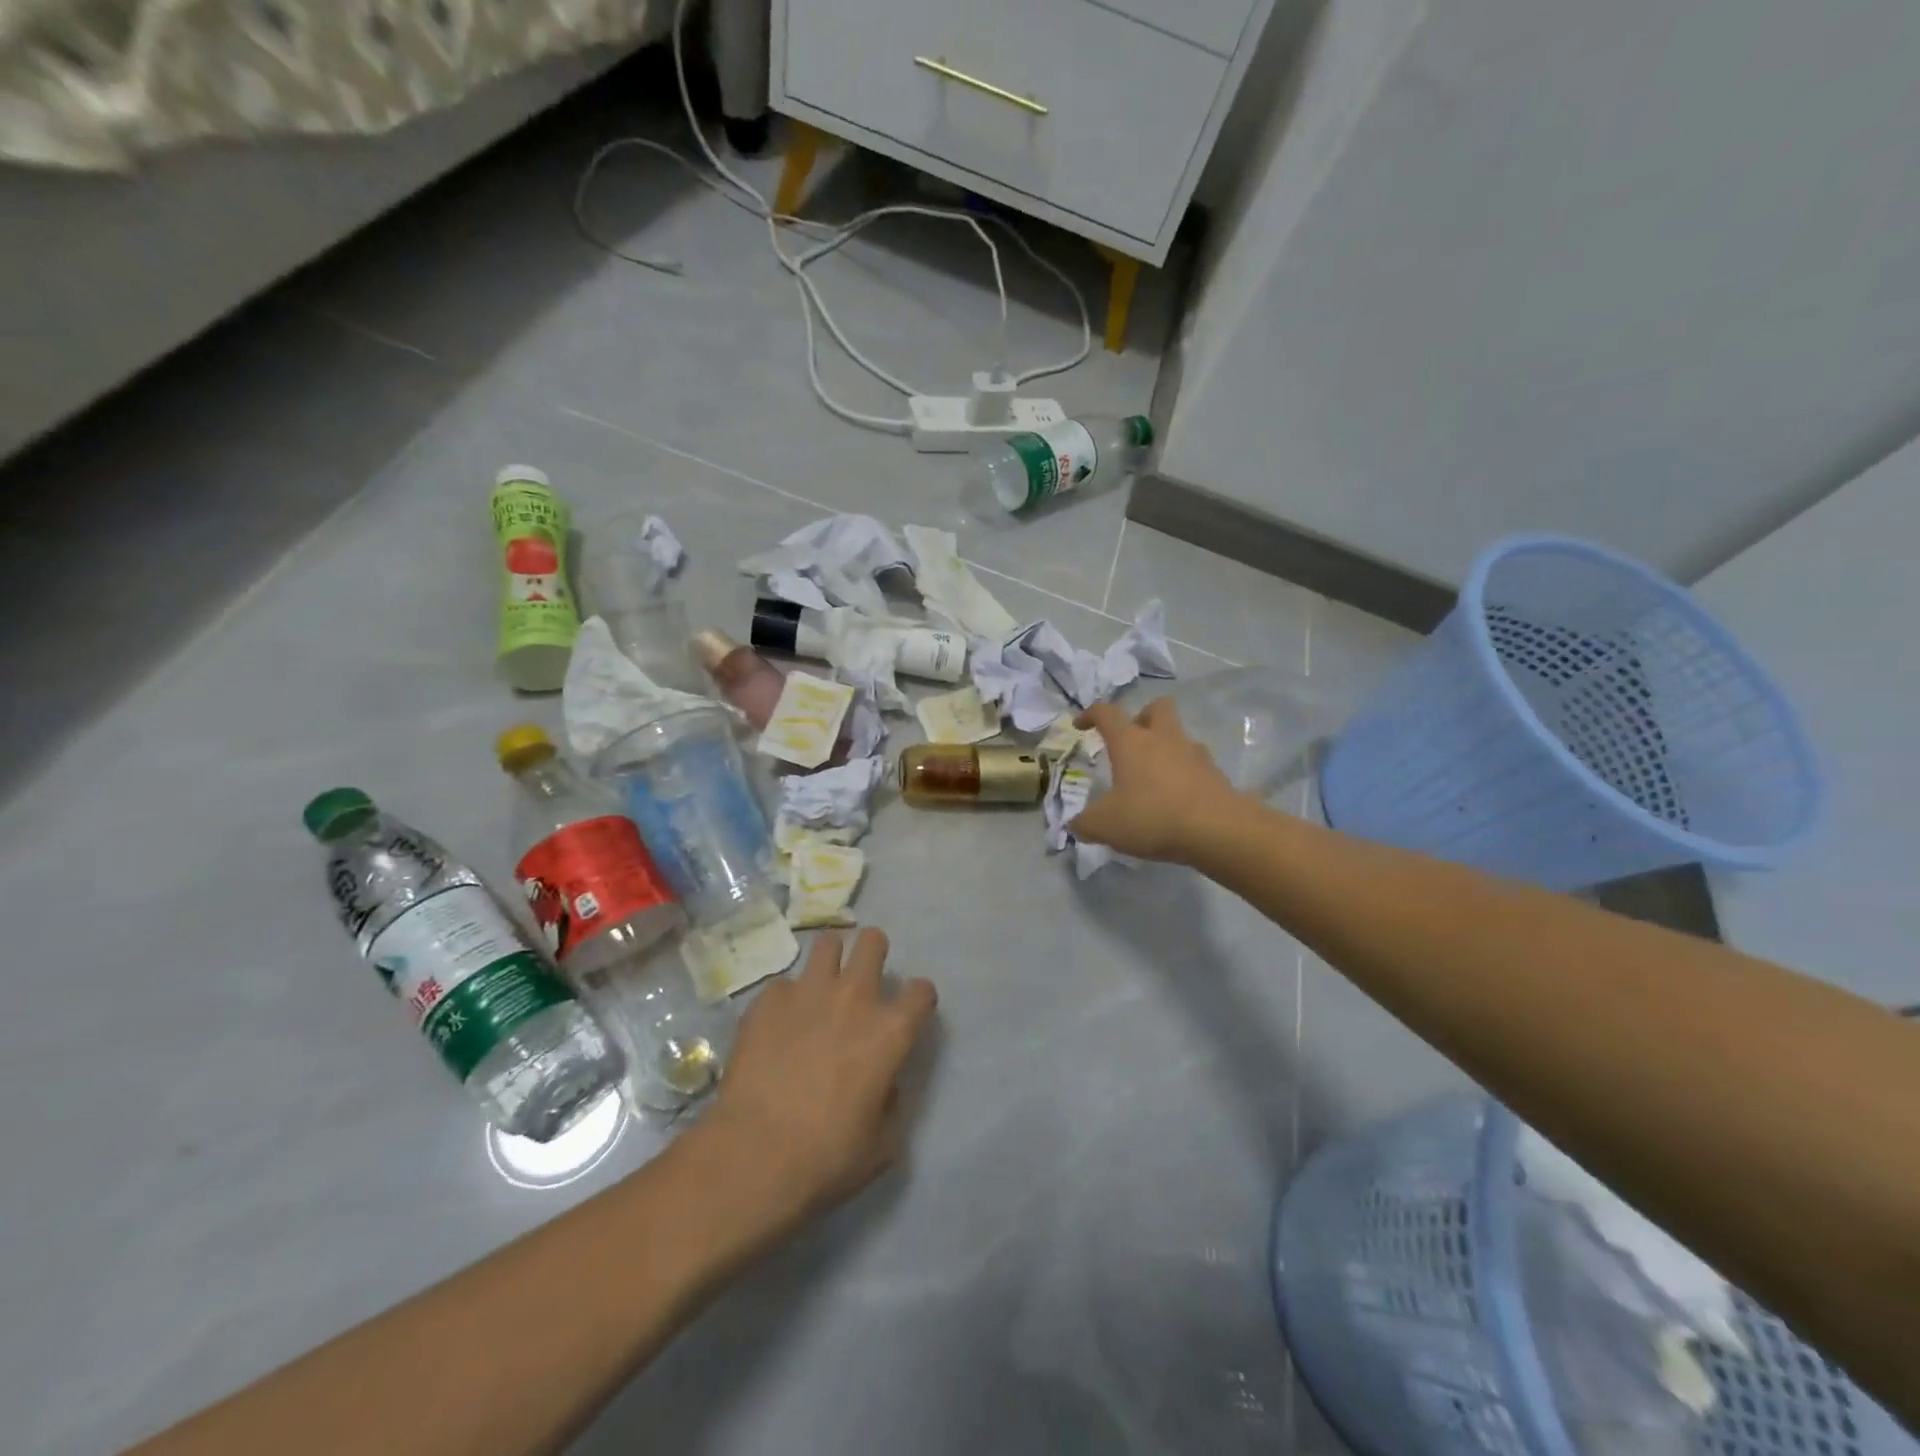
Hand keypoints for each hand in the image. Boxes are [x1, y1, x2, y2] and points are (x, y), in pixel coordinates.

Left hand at [702, 929, 936, 1231]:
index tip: (908, 1012)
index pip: (921, 990)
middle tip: (862, 978)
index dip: (918, 999)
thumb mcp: (882, 1143)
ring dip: (829, 961)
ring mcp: (808, 992)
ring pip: (827, 944)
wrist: (754, 1156)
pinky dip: (785, 1000)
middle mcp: (855, 998)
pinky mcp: (768, 1000)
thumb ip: (891, 1100)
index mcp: (890, 1031)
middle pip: (873, 941)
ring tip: (820, 986)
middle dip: (872, 952)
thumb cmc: (827, 1158)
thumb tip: (883, 1081)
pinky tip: (776, 1026)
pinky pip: (783, 985)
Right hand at [1071, 698, 1242, 863]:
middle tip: (1132, 741)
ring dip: (1166, 748)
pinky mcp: (1216, 775)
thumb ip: (1085, 823)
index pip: (1107, 713)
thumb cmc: (1152, 816)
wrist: (1218, 830)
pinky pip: (1196, 765)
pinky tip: (1176, 799)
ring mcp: (1194, 754)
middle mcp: (1164, 739)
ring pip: (1179, 736)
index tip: (1081, 725)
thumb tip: (1075, 824)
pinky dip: (1184, 775)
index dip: (1090, 714)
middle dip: (1142, 717)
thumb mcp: (1105, 825)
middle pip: (1157, 707)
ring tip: (1154, 777)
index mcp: (1131, 742)